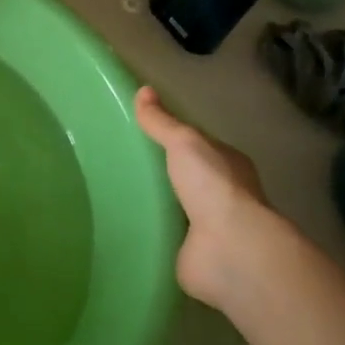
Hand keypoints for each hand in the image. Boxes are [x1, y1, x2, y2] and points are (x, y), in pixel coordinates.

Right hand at [134, 86, 283, 310]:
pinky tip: (124, 226)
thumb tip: (143, 91)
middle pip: (188, 178)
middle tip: (122, 164)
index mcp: (228, 164)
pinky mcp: (192, 253)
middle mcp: (223, 195)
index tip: (142, 135)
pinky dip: (150, 233)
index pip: (198, 146)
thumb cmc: (212, 186)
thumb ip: (162, 122)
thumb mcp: (184, 142)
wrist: (229, 248)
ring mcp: (210, 227)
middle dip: (162, 173)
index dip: (174, 139)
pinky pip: (166, 237)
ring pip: (177, 209)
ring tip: (115, 195)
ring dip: (156, 205)